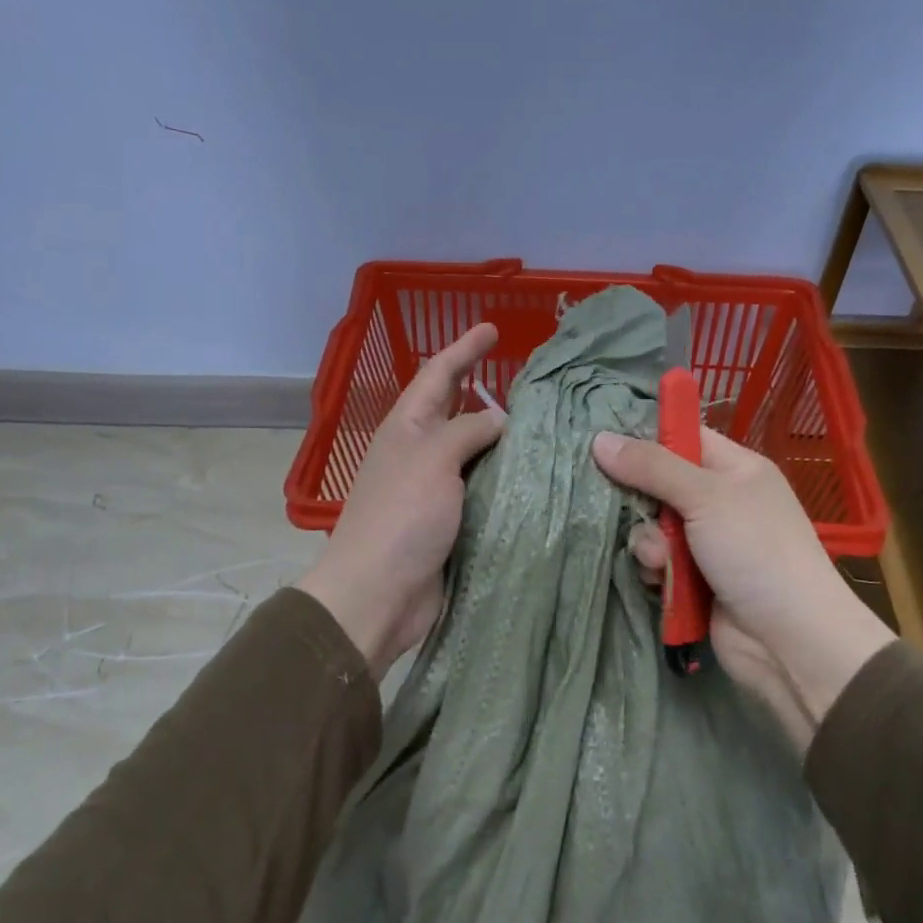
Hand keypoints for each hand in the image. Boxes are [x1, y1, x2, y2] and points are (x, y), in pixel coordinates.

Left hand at [297, 324, 505, 675]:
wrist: (379, 593)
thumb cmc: (401, 516)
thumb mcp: (434, 458)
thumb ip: (468, 431)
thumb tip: (500, 421)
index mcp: (407, 427)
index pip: (438, 374)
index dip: (464, 349)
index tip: (492, 328)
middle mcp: (421, 452)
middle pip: (456, 410)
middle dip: (484, 389)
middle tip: (525, 377)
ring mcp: (436, 489)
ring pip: (475, 452)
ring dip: (503, 437)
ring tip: (543, 422)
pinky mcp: (452, 522)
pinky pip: (485, 489)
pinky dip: (507, 478)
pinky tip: (536, 474)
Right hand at [592, 427, 894, 745]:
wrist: (789, 639)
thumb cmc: (755, 551)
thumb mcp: (705, 496)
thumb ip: (651, 466)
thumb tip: (599, 438)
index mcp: (735, 469)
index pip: (683, 437)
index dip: (646, 439)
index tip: (605, 445)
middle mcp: (720, 501)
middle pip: (659, 484)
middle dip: (641, 501)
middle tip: (627, 509)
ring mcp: (707, 543)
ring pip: (652, 527)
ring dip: (648, 543)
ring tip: (661, 560)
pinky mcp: (694, 580)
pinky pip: (657, 562)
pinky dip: (655, 570)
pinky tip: (661, 581)